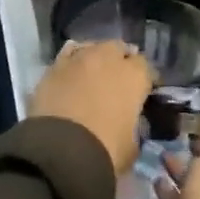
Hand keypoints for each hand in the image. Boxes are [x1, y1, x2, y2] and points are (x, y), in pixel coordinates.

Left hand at [30, 41, 153, 175]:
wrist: (61, 151)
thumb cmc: (106, 150)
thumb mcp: (132, 145)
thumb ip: (134, 126)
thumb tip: (129, 122)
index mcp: (134, 76)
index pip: (146, 67)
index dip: (145, 79)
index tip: (143, 92)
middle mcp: (107, 59)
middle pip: (118, 49)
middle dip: (120, 61)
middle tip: (117, 81)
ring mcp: (78, 59)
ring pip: (92, 47)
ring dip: (96, 58)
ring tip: (93, 75)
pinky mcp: (53, 66)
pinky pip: (68, 55)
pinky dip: (72, 62)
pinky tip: (72, 73)